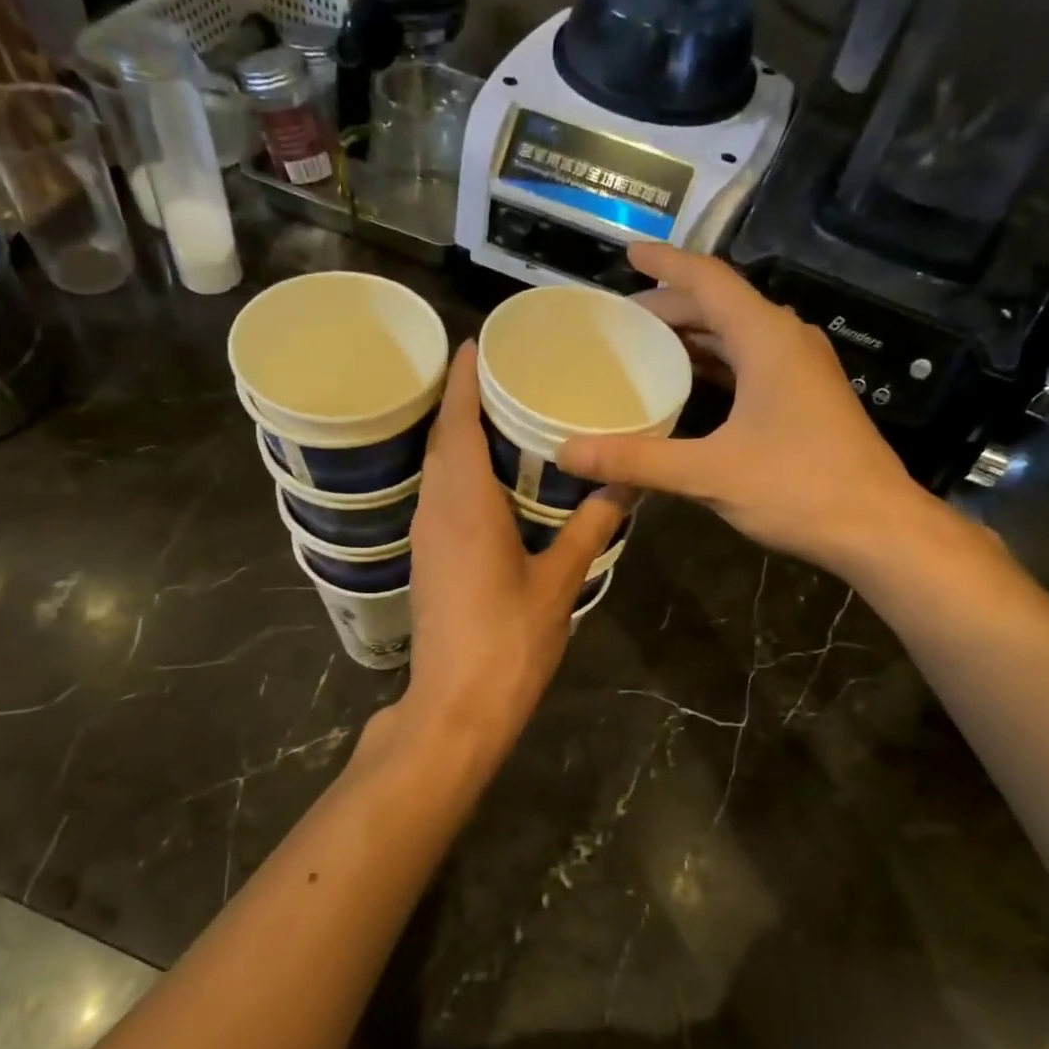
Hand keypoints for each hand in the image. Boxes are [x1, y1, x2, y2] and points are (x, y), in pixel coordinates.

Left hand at [396, 343, 627, 771]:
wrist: (457, 706)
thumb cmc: (509, 641)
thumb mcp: (559, 582)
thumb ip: (590, 528)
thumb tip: (622, 483)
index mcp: (465, 503)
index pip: (458, 422)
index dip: (463, 379)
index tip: (474, 342)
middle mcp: (435, 509)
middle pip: (442, 439)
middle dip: (462, 401)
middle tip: (500, 372)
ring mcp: (425, 536)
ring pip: (436, 469)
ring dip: (458, 436)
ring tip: (498, 414)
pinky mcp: (426, 560)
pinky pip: (438, 496)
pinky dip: (458, 471)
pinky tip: (488, 478)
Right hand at [558, 244, 966, 582]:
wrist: (878, 528)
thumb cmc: (798, 488)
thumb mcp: (709, 473)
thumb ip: (637, 460)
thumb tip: (567, 454)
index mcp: (766, 338)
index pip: (708, 280)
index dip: (665, 263)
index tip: (627, 253)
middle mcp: (786, 340)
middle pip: (720, 306)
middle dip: (670, 307)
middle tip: (620, 321)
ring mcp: (801, 370)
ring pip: (737, 336)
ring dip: (692, 337)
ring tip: (644, 349)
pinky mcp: (806, 398)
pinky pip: (750, 364)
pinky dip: (714, 366)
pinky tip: (688, 389)